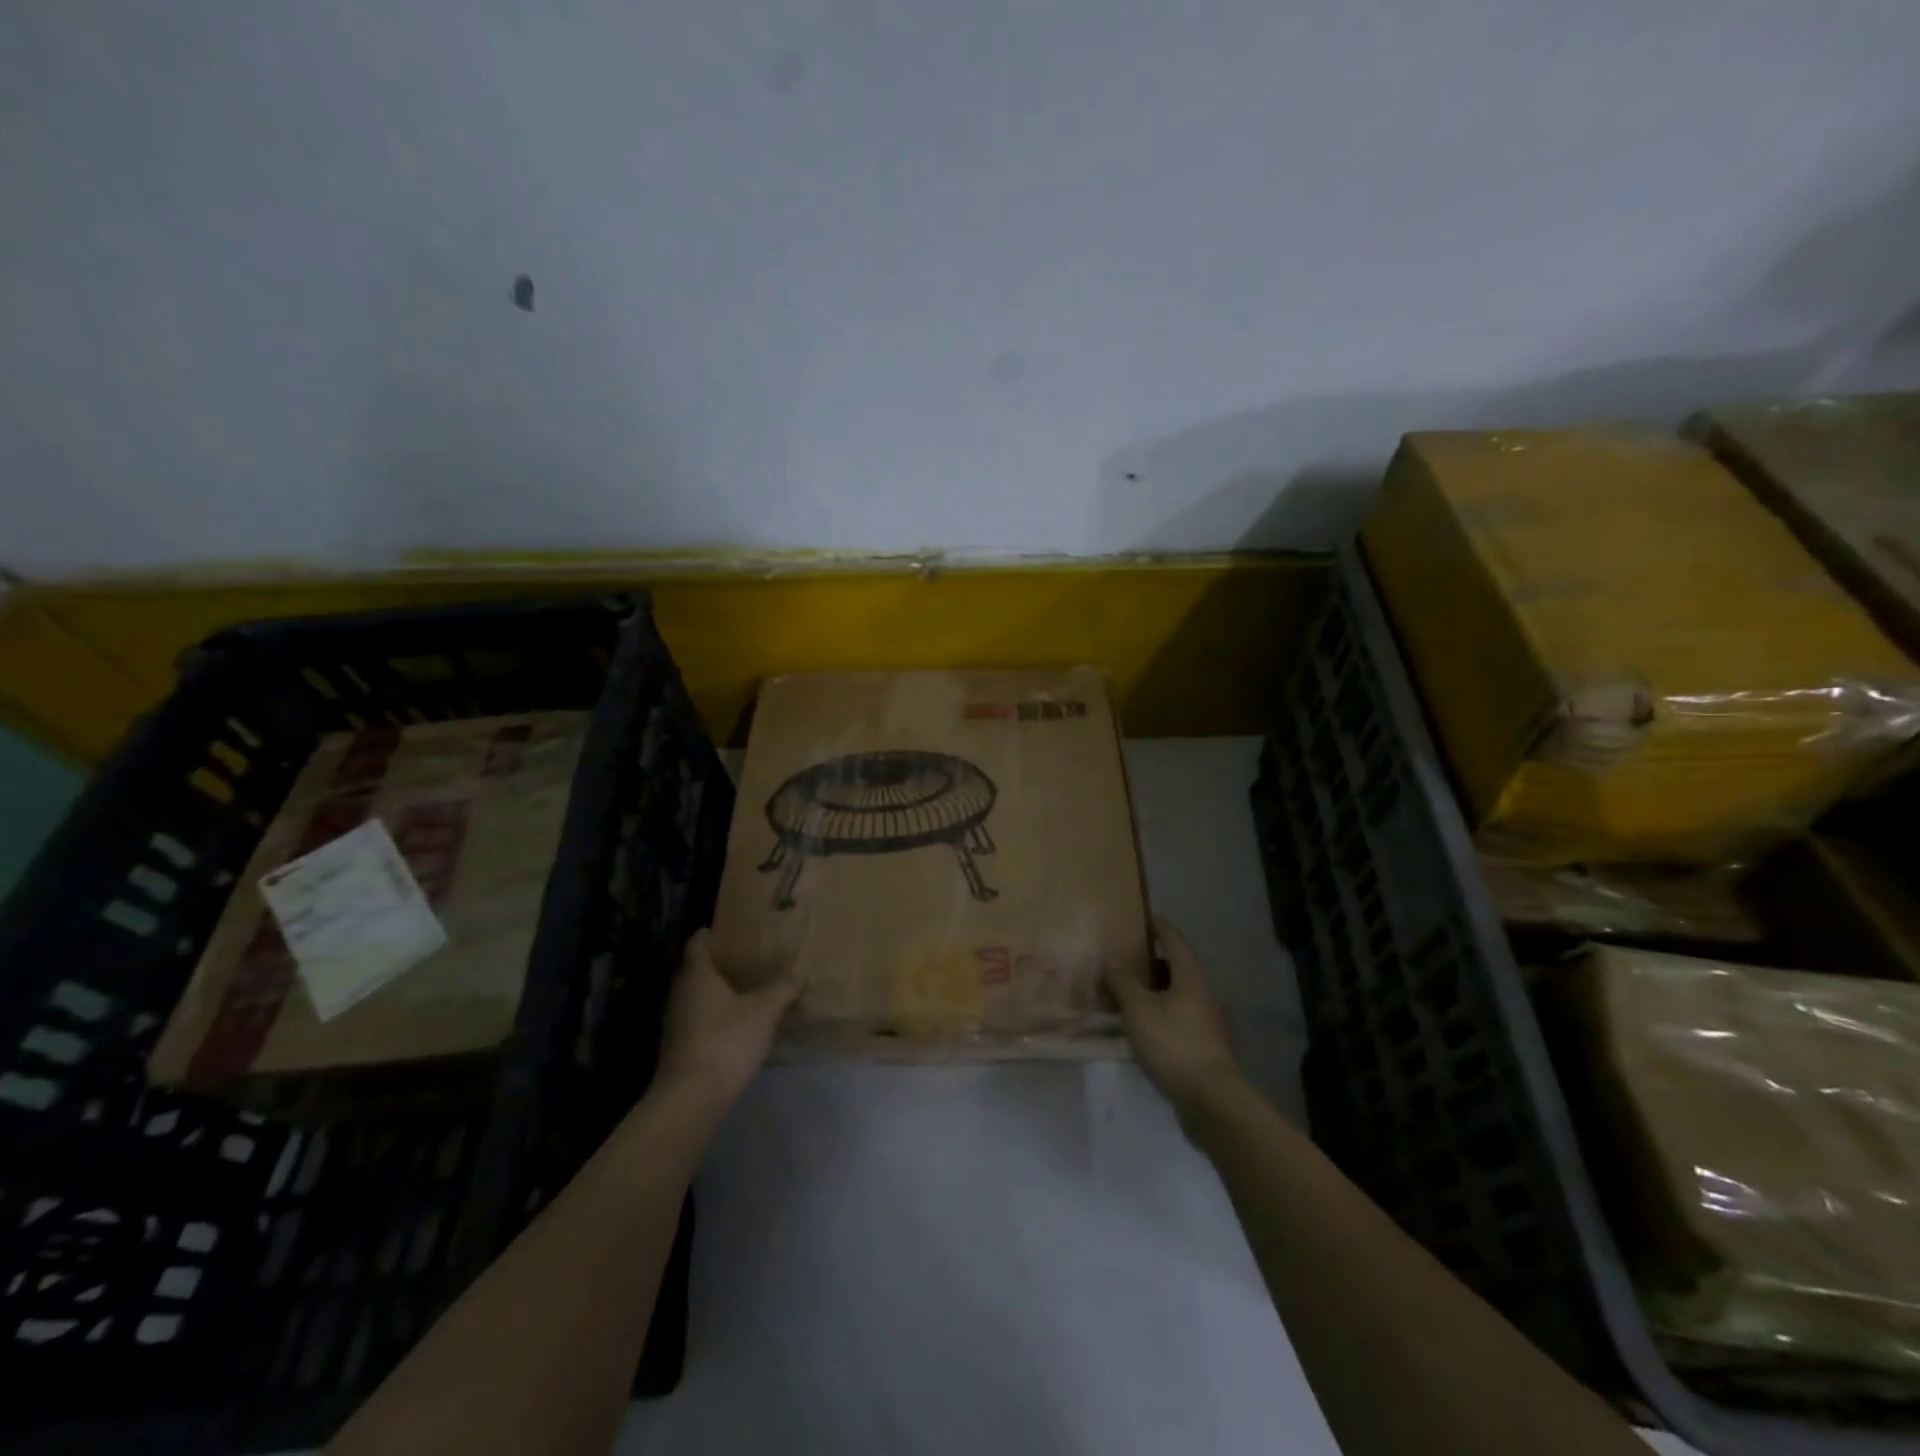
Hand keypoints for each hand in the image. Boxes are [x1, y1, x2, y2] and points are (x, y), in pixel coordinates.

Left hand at [655, 931, 799, 1109]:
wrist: (692, 1098)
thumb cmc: (726, 1041)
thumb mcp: (764, 1011)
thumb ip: (782, 988)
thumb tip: (797, 972)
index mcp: (696, 975)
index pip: (697, 943)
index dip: (712, 934)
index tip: (732, 931)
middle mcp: (680, 993)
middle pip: (696, 969)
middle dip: (719, 964)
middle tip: (748, 959)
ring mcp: (675, 1022)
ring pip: (696, 997)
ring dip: (717, 993)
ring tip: (747, 991)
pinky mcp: (679, 1047)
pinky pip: (697, 1020)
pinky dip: (714, 1017)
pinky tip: (736, 1025)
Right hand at [1104, 916, 1244, 1122]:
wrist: (1211, 1100)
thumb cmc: (1174, 1044)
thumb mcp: (1138, 1009)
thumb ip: (1122, 981)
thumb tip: (1110, 958)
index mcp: (1191, 977)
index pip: (1174, 940)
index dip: (1158, 926)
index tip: (1141, 917)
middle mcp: (1203, 994)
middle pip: (1176, 968)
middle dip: (1151, 962)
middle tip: (1123, 959)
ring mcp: (1207, 1022)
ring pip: (1176, 996)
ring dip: (1153, 992)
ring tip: (1124, 994)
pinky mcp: (1204, 1047)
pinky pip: (1177, 1019)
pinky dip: (1158, 1015)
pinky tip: (1139, 1028)